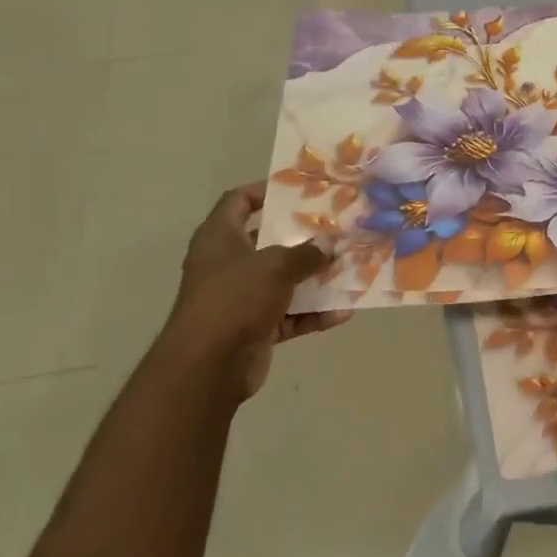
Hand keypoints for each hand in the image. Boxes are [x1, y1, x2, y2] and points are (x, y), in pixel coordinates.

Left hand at [162, 183, 347, 399]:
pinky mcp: (253, 328)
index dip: (265, 191)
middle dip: (302, 237)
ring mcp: (240, 298)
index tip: (298, 190)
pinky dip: (312, 314)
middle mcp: (227, 264)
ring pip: (282, 281)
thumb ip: (306, 253)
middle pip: (267, 241)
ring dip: (313, 278)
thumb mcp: (275, 265)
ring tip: (349, 268)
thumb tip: (329, 244)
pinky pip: (289, 315)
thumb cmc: (235, 298)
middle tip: (336, 228)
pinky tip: (343, 312)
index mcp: (219, 237)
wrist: (208, 367)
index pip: (238, 201)